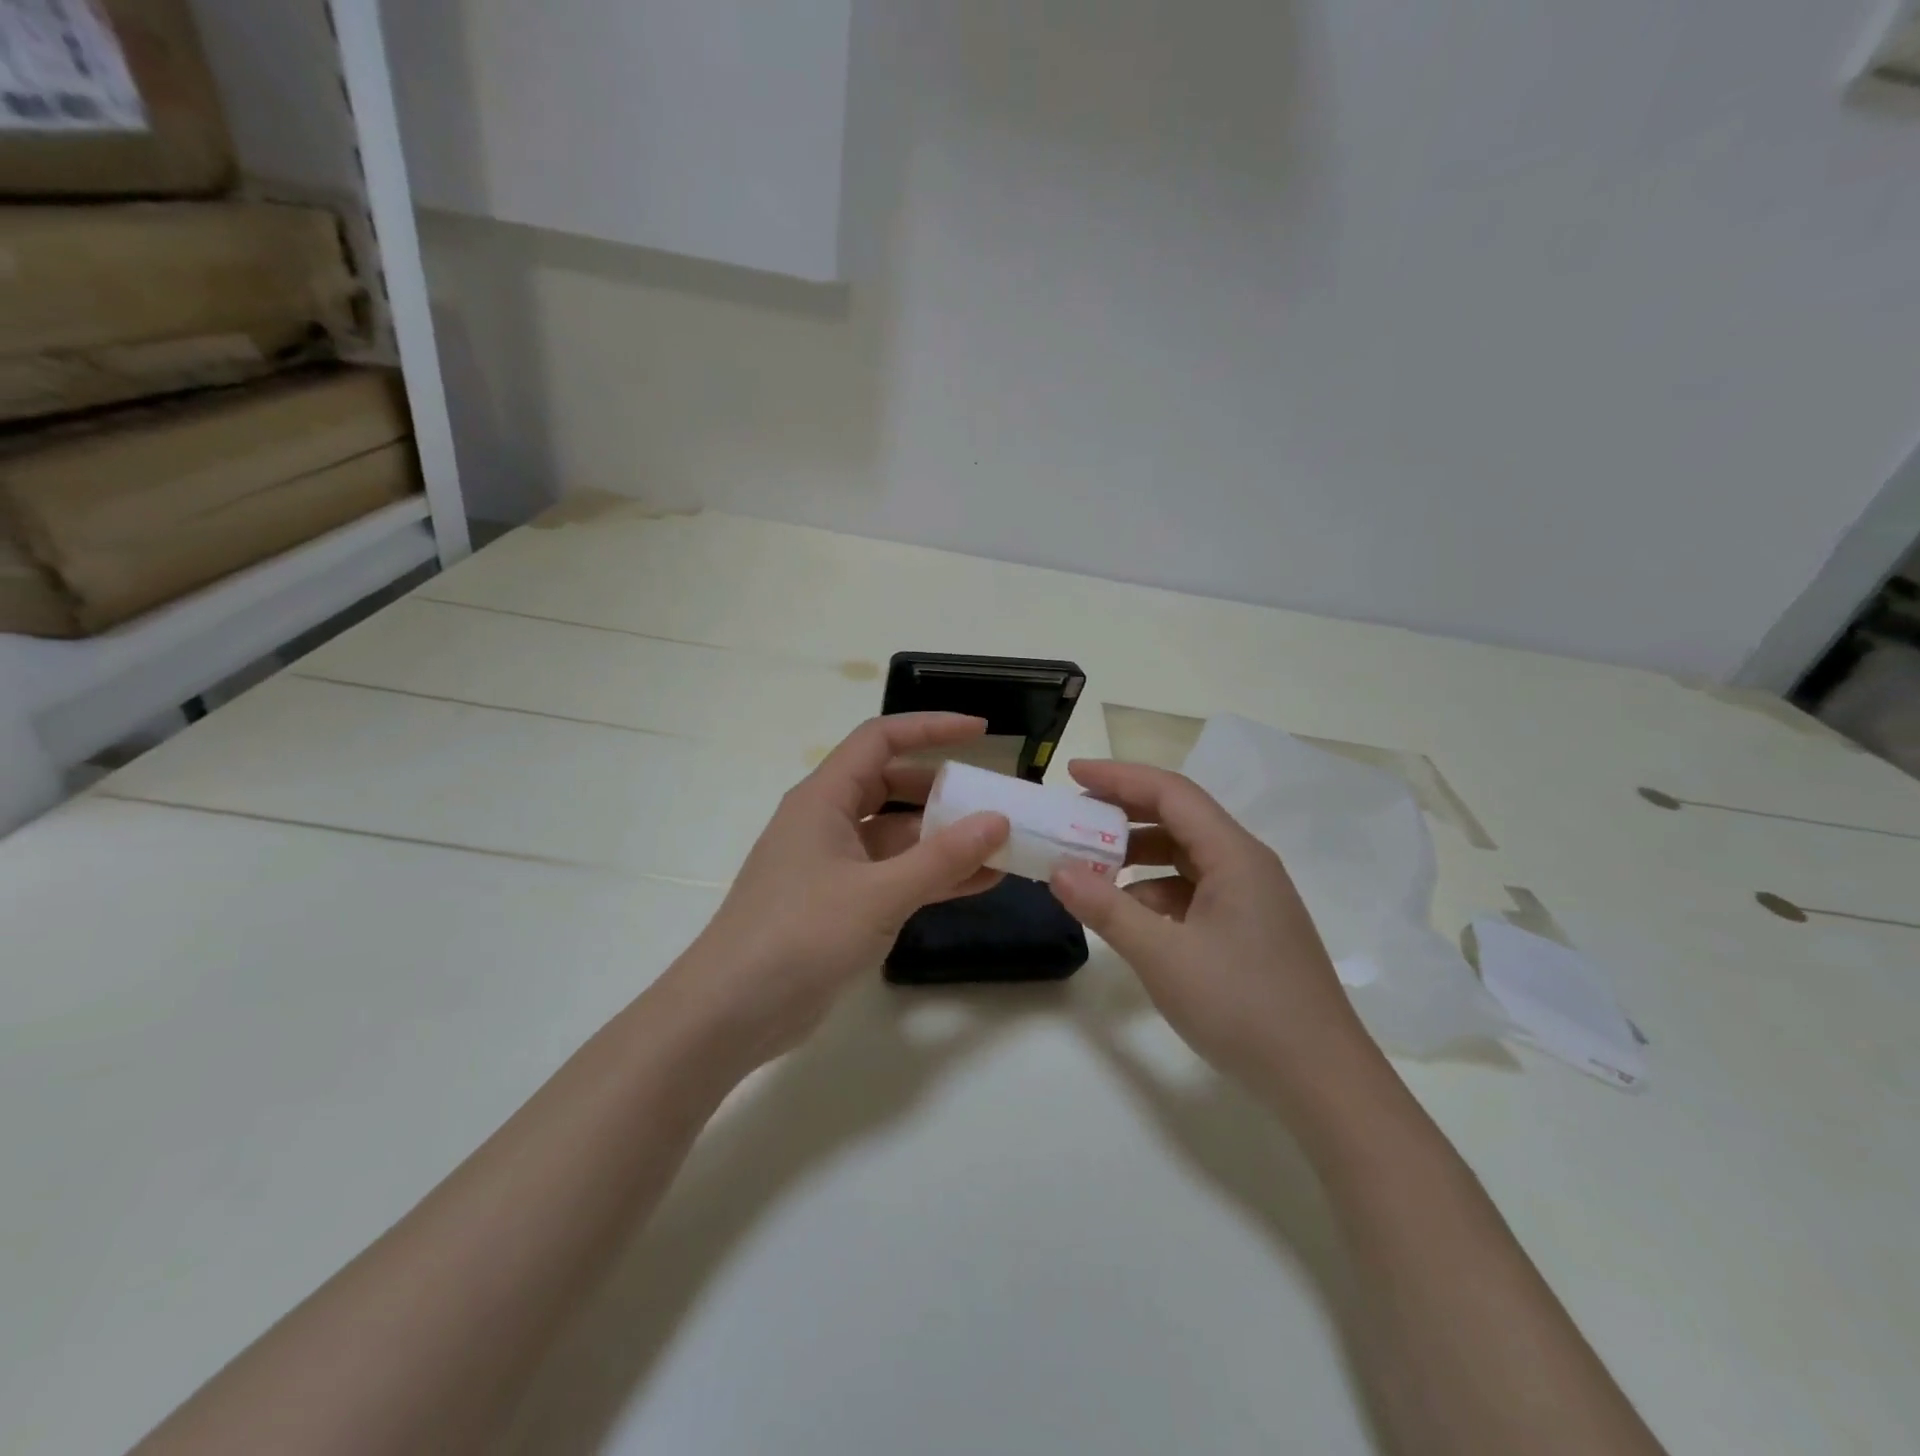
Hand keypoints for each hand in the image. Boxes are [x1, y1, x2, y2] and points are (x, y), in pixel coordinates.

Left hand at [665, 714, 1009, 1070]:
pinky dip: (932, 875)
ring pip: (898, 835)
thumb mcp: (878, 894)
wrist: (731, 1013)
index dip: (931, 728)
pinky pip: (895, 875)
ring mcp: (834, 865)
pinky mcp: (841, 903)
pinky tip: (979, 882)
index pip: (880, 740)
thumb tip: (998, 821)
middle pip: (893, 785)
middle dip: (944, 790)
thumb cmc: (799, 936)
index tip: (981, 732)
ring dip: (944, 838)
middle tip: (995, 800)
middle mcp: (828, 821)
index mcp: (824, 798)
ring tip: (1001, 845)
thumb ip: (942, 857)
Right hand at [1048, 760, 1380, 1109]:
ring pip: (1185, 857)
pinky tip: (1131, 918)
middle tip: (1074, 820)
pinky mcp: (1250, 928)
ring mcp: (1252, 898)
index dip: (1119, 776)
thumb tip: (1058, 871)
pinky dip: (1157, 892)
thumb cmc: (1243, 1007)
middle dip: (1124, 814)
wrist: (1322, 1081)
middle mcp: (1247, 864)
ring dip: (1138, 857)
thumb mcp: (1163, 957)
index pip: (1171, 792)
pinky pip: (1195, 890)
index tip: (1071, 773)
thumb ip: (1107, 909)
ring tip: (1092, 871)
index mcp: (1234, 855)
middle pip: (1179, 818)